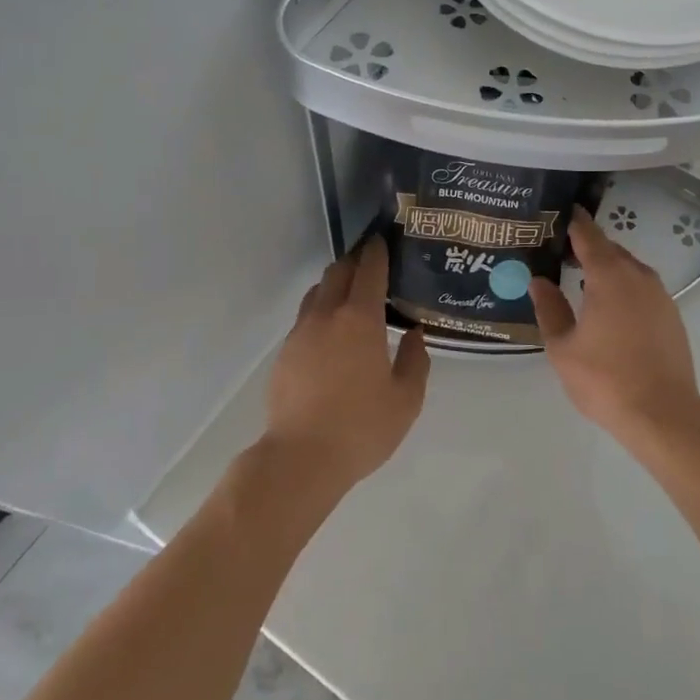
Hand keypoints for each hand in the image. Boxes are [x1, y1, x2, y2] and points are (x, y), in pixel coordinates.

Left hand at [263, 236, 429, 491]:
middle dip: (355, 260)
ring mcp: (300, 333)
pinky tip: (331, 333)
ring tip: (350, 294)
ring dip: (334, 284)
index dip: (377, 252)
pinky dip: (321, 311)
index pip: (369, 270)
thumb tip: (414, 335)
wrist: (300, 459)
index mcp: (360, 320)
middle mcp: (327, 316)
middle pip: (337, 272)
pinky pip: (305, 318)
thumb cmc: (361, 427)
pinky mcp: (284, 353)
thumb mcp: (406, 400)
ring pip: (317, 292)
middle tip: (371, 262)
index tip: (383, 240)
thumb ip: (415, 361)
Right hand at [528, 207, 699, 445]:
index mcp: (609, 276)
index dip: (573, 221)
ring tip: (581, 281)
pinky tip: (608, 308)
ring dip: (606, 268)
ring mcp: (660, 295)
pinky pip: (642, 288)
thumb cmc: (605, 379)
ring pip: (628, 268)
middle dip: (586, 246)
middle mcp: (638, 276)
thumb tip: (538, 281)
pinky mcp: (671, 315)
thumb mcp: (563, 347)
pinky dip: (623, 287)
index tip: (557, 212)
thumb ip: (549, 309)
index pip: (588, 235)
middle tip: (560, 252)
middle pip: (610, 249)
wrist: (664, 415)